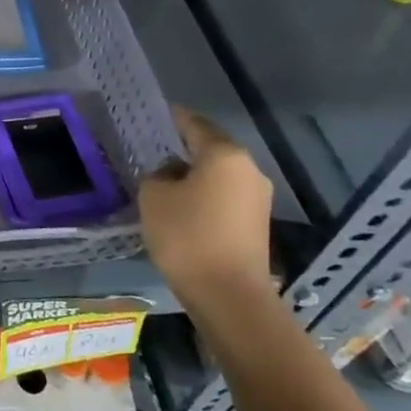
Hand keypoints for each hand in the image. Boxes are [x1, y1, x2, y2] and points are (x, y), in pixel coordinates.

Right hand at [139, 108, 273, 303]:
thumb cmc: (187, 236)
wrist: (229, 295)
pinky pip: (225, 198)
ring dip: (194, 176)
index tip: (155, 114)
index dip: (173, 118)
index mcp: (224, 154)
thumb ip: (157, 176)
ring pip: (219, 176)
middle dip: (184, 149)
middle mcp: (248, 170)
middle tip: (154, 150)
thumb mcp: (153, 197)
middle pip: (211, 149)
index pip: (194, 124)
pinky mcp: (256, 224)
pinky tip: (183, 208)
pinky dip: (205, 197)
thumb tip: (171, 176)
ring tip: (164, 182)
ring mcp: (257, 198)